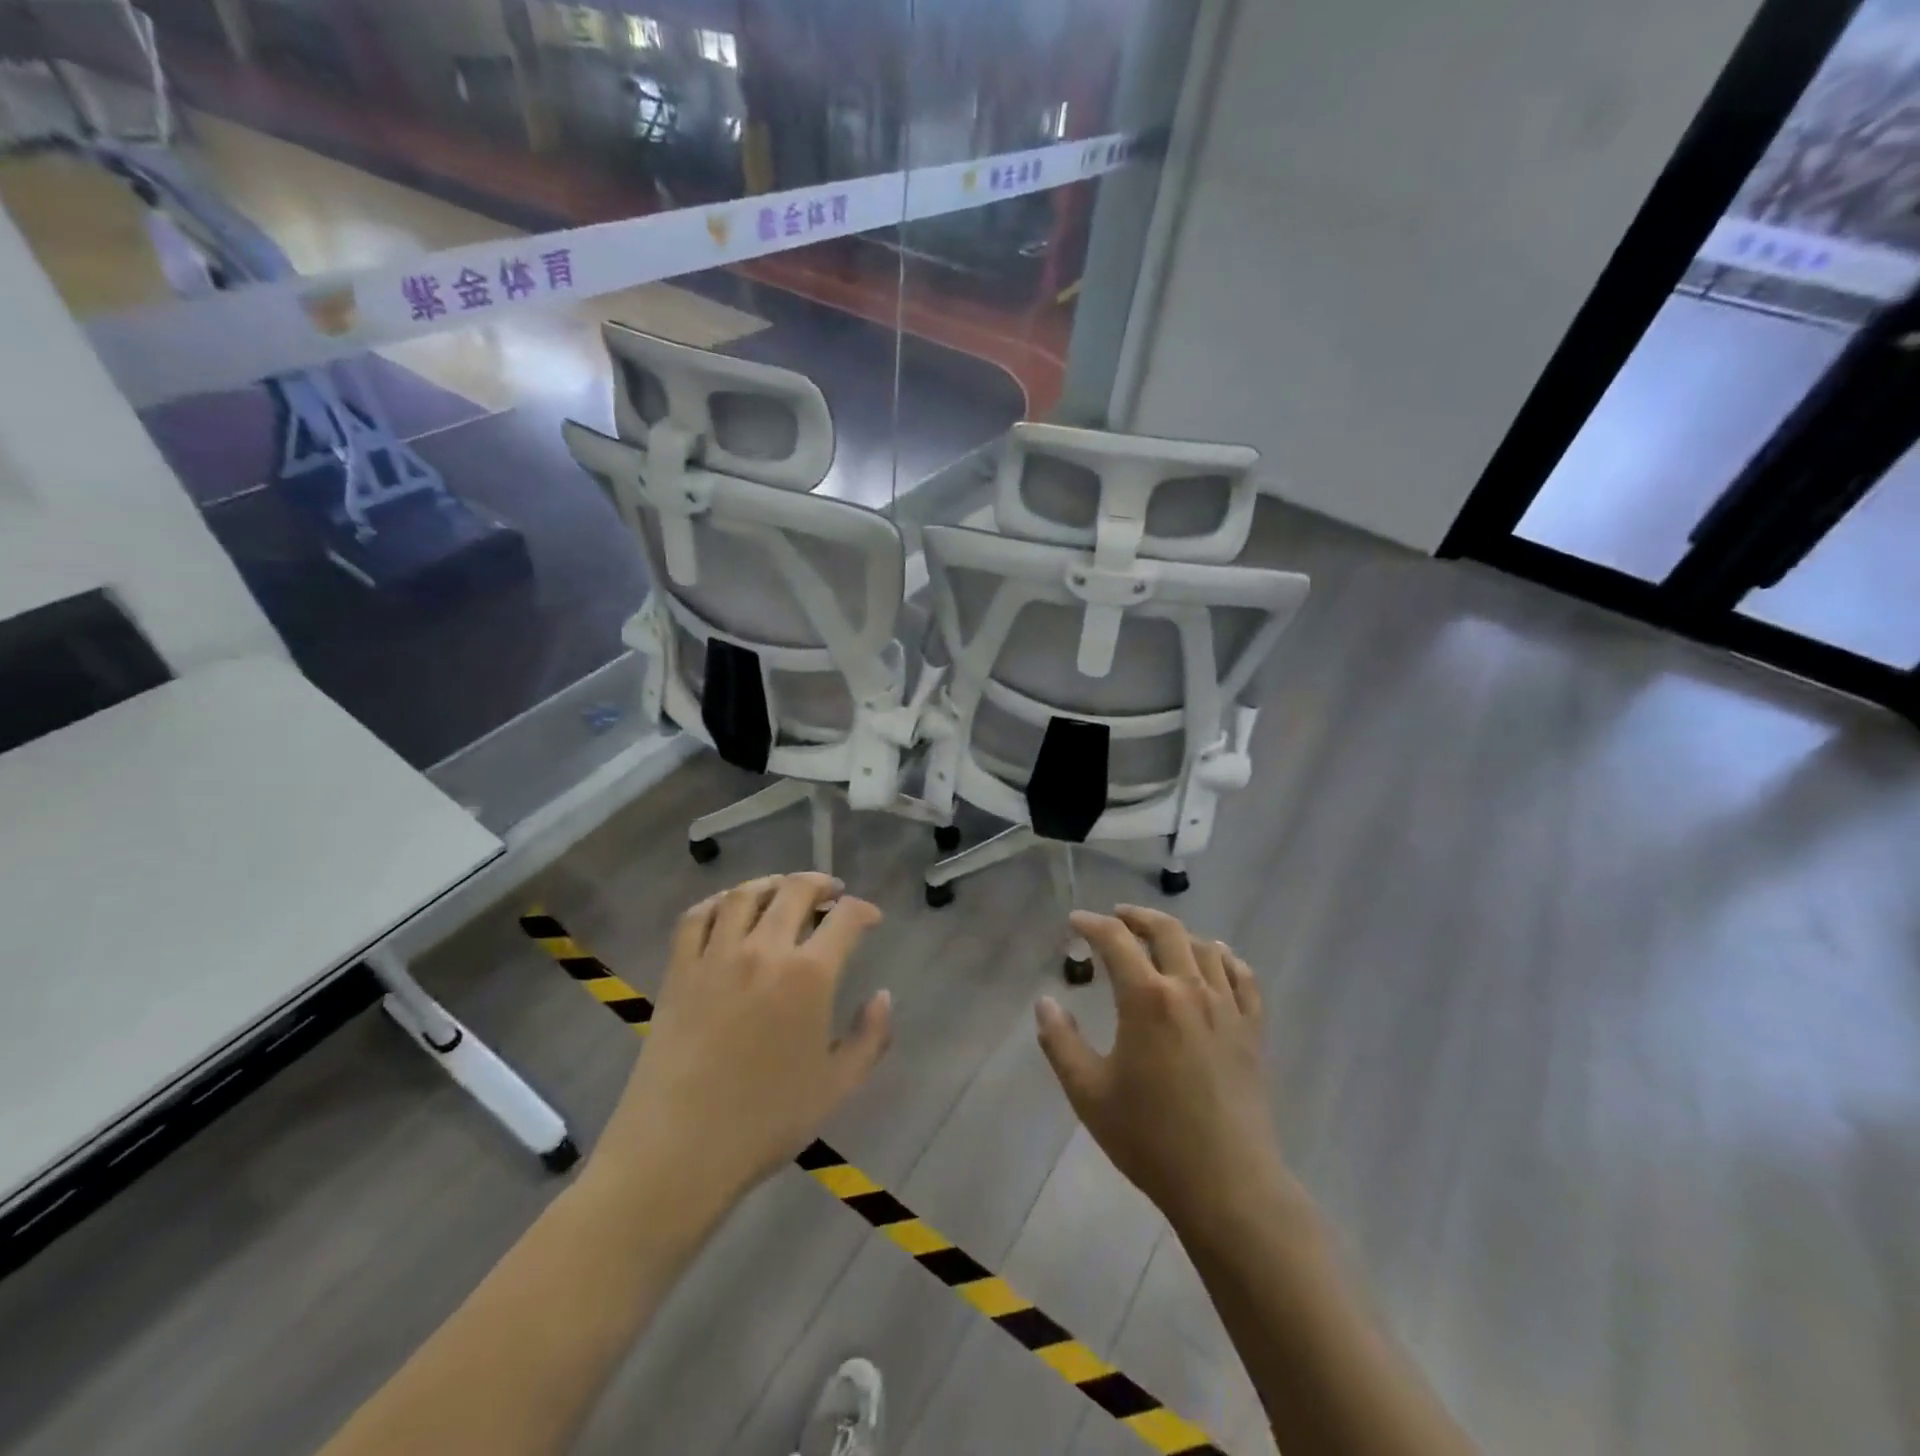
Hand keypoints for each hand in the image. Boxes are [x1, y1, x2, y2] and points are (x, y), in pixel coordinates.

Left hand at [592, 873, 890, 1212]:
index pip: (845, 918)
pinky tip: (729, 910)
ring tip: (784, 892)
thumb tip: (883, 996)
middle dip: (820, 884)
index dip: (863, 910)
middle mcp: (764, 951)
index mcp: (809, 976)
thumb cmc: (765, 1122)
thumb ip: (870, 1037)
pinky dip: (718, 902)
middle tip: (831, 894)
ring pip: (746, 894)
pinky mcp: (679, 970)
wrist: (679, 1150)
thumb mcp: (837, 1086)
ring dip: (772, 884)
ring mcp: (716, 956)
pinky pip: (698, 916)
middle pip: (795, 891)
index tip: (870, 918)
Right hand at [1035, 906, 1292, 1236]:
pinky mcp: (1253, 1031)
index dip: (1092, 924)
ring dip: (1179, 934)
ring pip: (1206, 948)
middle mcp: (1189, 989)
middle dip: (1137, 916)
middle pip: (1166, 930)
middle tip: (1117, 917)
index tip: (1075, 922)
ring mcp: (1227, 1008)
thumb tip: (1045, 1002)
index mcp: (1146, 999)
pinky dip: (1227, 960)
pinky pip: (1244, 979)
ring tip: (1161, 938)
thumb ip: (1060, 1041)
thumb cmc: (1150, 1138)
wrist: (1227, 1184)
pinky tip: (1217, 961)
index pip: (1116, 940)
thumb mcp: (1088, 1092)